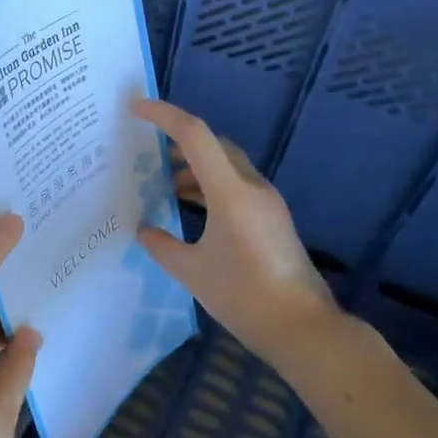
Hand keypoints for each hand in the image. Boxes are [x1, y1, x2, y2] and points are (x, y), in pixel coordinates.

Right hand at [132, 99, 339, 356]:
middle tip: (147, 151)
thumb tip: (144, 230)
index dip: (164, 116)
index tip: (135, 108)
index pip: (195, 136)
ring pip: (226, 165)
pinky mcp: (272, 219)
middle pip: (213, 145)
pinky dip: (210, 186)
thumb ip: (161, 245)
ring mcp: (267, 202)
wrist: (302, 329)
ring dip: (195, 166)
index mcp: (231, 192)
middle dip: (179, 141)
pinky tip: (191, 209)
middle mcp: (252, 188)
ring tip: (164, 183)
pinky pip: (236, 186)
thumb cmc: (243, 296)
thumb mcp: (191, 272)